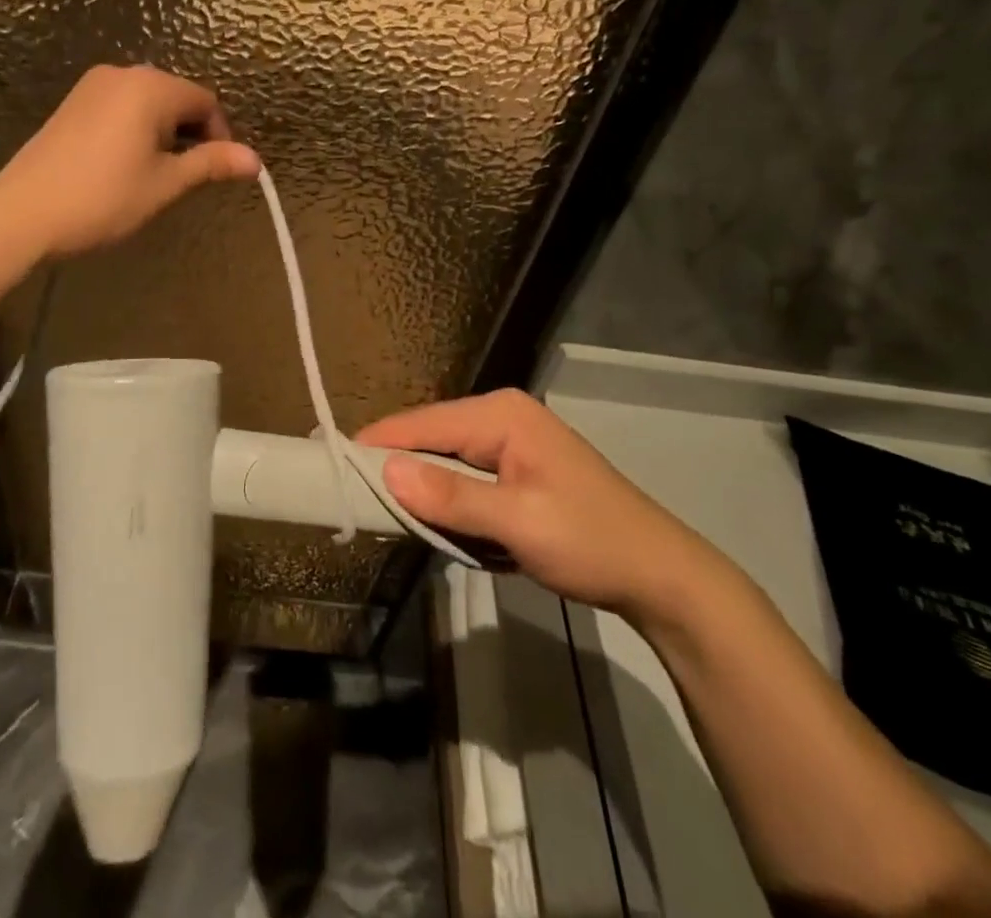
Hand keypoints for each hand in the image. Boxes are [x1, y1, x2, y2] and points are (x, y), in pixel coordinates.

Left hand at [0, 65, 260, 258]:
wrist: (23, 213)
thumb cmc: (104, 198)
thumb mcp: (165, 184)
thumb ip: (211, 164)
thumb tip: (255, 160)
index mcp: (151, 87)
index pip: (206, 102)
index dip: (220, 136)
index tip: (216, 173)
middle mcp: (123, 74)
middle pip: (178, 97)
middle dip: (191, 133)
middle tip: (184, 177)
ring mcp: (93, 86)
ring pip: (149, 102)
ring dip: (164, 132)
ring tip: (154, 174)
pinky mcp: (73, 102)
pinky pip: (121, 106)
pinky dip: (136, 129)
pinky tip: (123, 164)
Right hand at [355, 390, 730, 622]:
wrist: (659, 575)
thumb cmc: (590, 541)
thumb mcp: (519, 522)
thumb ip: (452, 498)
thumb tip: (385, 472)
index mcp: (501, 414)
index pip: (422, 423)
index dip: (377, 444)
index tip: (330, 464)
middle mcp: (501, 417)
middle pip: (429, 438)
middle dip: (396, 469)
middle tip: (353, 499)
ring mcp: (509, 443)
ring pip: (443, 461)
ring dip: (421, 488)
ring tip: (382, 512)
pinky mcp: (514, 471)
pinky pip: (463, 479)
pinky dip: (445, 500)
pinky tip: (432, 521)